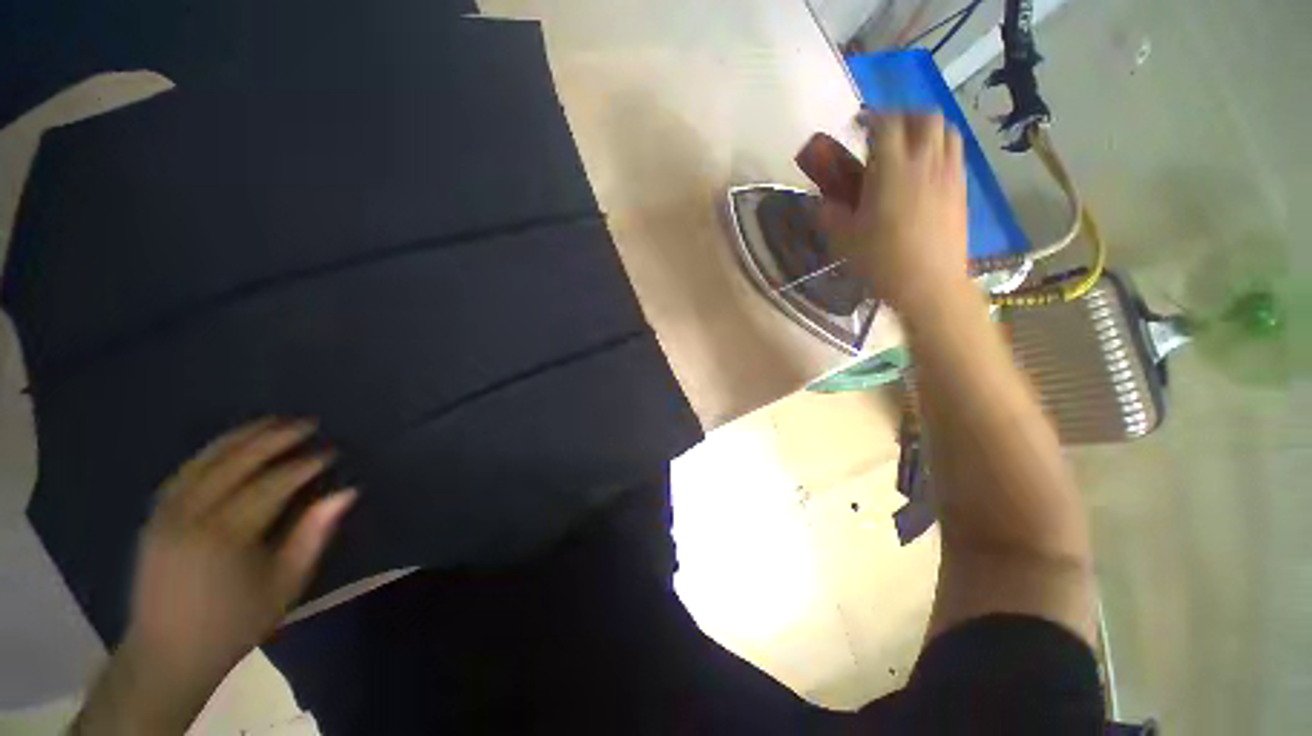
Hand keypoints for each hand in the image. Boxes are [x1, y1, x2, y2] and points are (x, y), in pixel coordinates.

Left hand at [124, 418, 355, 691]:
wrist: (167, 654)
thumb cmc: (235, 624)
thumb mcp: (284, 586)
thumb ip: (312, 535)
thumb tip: (345, 493)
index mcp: (225, 536)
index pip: (271, 485)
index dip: (303, 466)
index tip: (330, 452)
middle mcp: (191, 516)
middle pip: (234, 464)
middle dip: (273, 439)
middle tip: (306, 423)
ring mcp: (167, 514)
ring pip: (204, 461)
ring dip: (240, 437)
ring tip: (271, 421)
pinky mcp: (155, 517)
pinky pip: (185, 472)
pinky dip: (210, 452)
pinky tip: (229, 444)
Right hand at [820, 113, 971, 318]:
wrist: (928, 284)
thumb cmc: (881, 260)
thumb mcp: (844, 239)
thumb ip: (830, 215)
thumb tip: (821, 203)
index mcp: (892, 170)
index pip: (886, 124)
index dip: (871, 118)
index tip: (857, 124)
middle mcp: (925, 162)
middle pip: (923, 117)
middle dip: (902, 116)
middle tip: (885, 132)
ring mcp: (949, 174)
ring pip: (945, 131)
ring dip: (925, 129)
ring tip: (909, 145)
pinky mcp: (961, 190)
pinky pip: (954, 153)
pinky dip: (939, 148)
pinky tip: (926, 170)